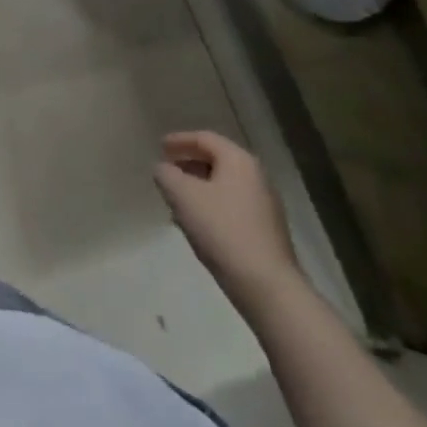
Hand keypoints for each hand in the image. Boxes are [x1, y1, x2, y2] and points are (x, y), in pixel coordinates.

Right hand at [154, 131, 299, 306]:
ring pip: (223, 186)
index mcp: (239, 161)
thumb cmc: (222, 230)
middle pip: (216, 160)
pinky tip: (197, 224)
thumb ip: (166, 174)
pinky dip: (211, 206)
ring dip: (198, 188)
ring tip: (176, 200)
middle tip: (167, 172)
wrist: (267, 287)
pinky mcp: (266, 232)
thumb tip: (163, 169)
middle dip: (188, 165)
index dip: (179, 140)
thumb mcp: (182, 196)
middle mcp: (256, 177)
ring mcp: (265, 206)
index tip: (159, 148)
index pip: (204, 138)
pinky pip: (231, 207)